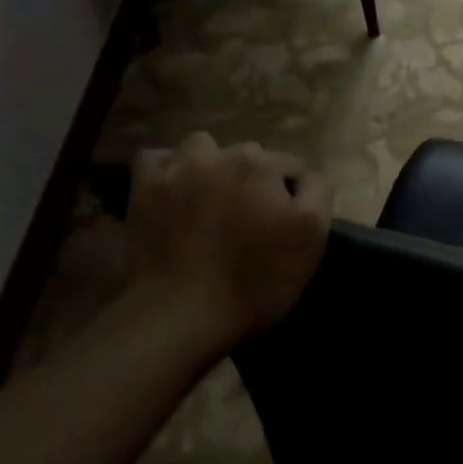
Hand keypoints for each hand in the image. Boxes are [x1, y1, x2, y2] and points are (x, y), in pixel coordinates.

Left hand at [119, 133, 332, 354]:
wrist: (183, 315)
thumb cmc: (257, 279)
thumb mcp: (312, 236)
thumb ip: (318, 191)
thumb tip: (307, 175)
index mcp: (261, 163)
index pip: (292, 166)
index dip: (295, 195)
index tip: (289, 225)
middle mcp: (219, 154)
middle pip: (249, 156)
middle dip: (255, 179)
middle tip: (253, 219)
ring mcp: (176, 169)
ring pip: (202, 148)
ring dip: (211, 165)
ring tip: (212, 198)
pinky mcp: (144, 189)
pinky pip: (156, 160)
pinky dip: (168, 169)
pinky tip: (175, 190)